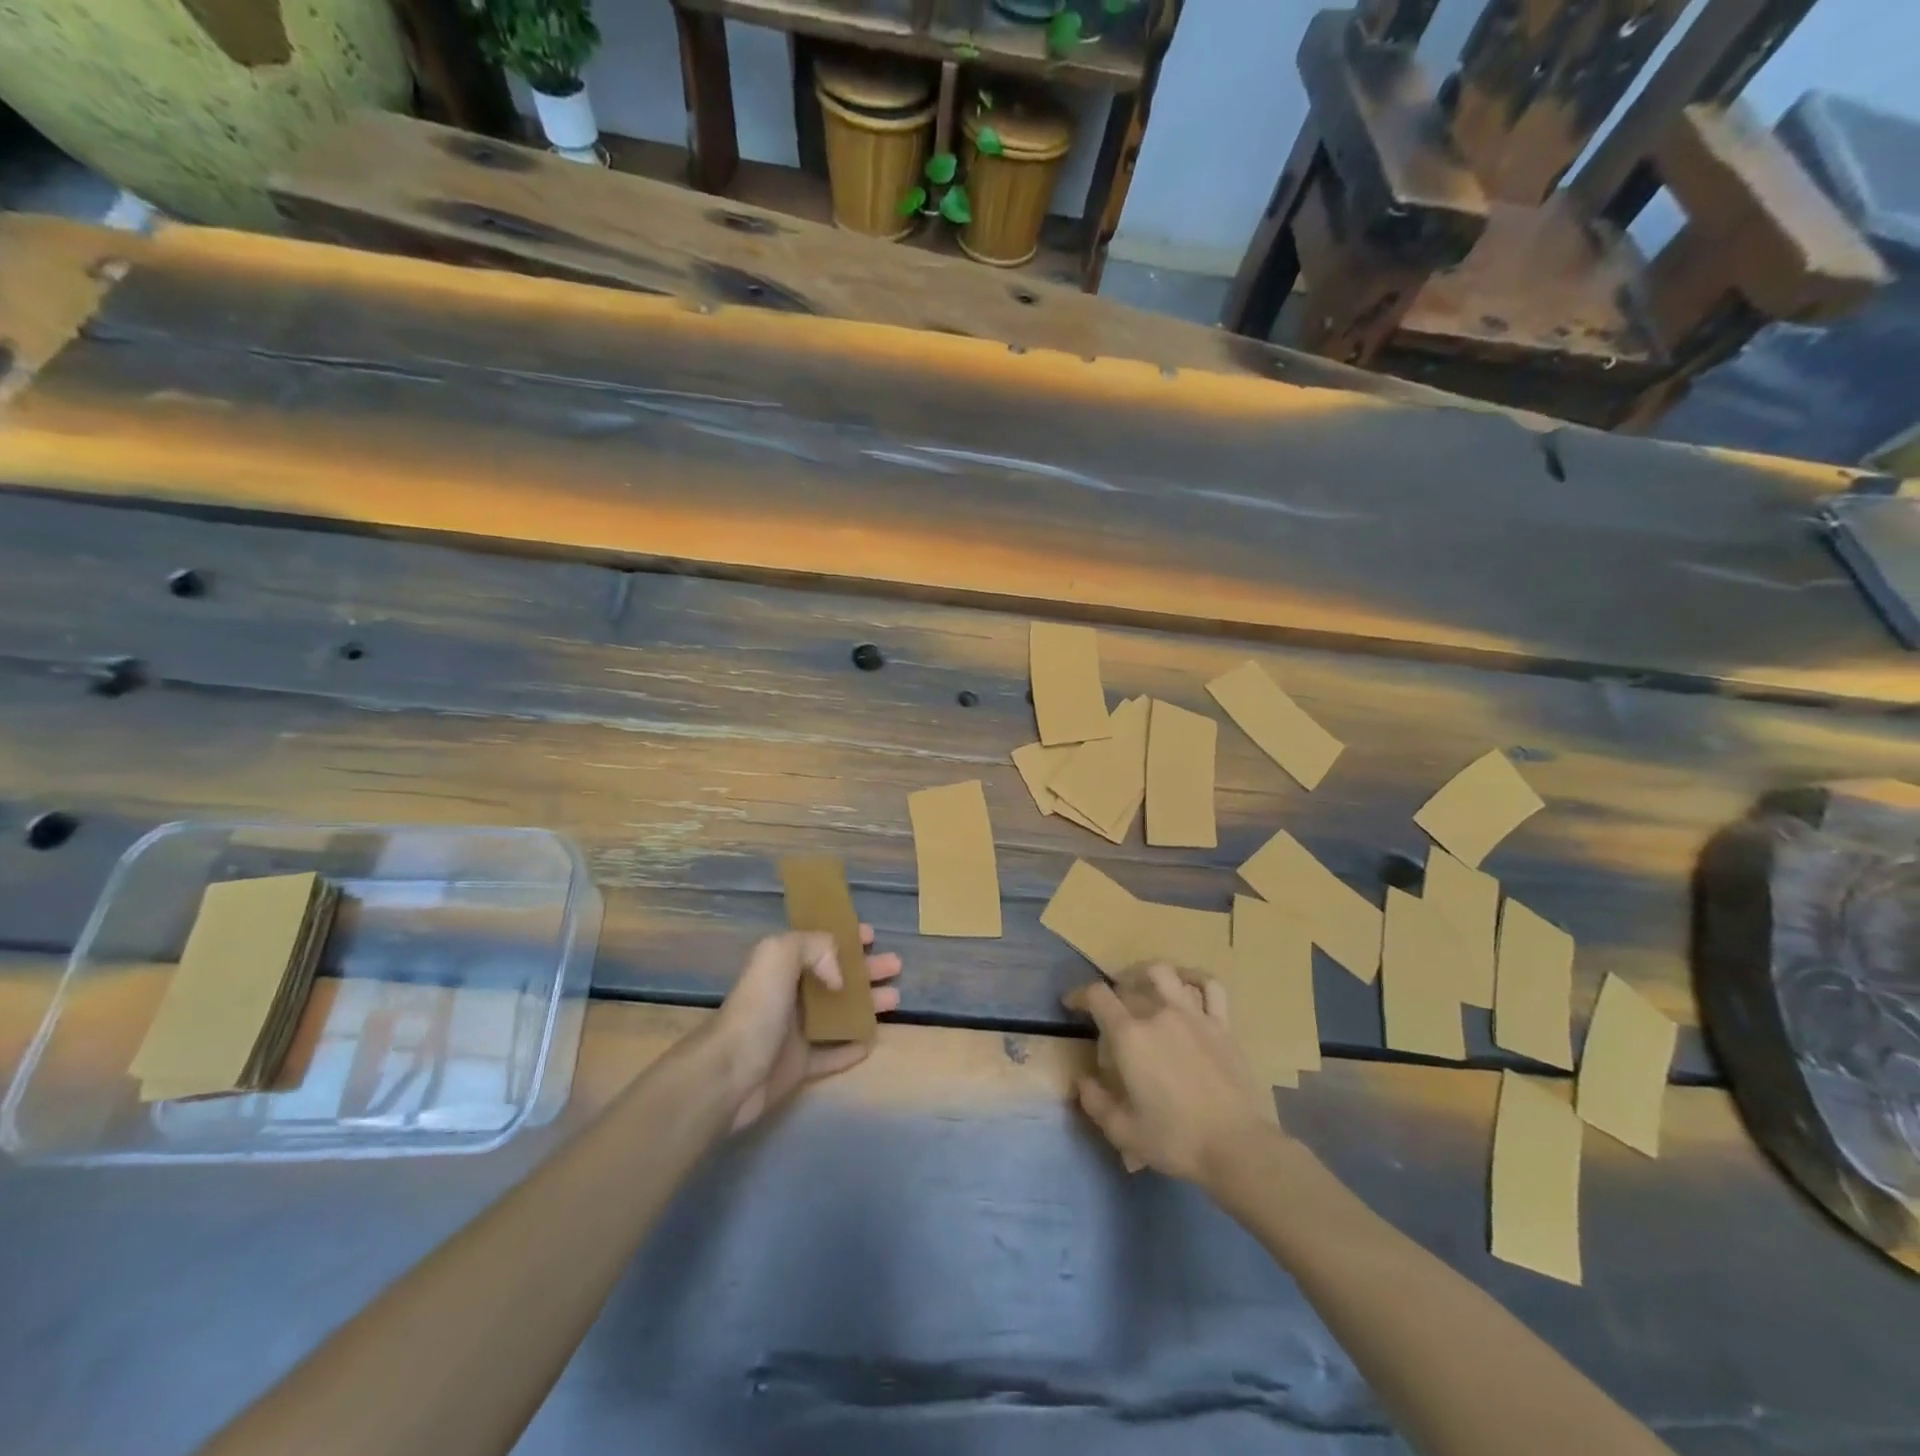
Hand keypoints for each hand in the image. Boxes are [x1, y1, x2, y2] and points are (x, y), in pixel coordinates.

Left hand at [711, 926, 902, 1130]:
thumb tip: (839, 977)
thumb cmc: (756, 1009)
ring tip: (896, 1000)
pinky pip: (832, 1054)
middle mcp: (789, 994)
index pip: (819, 944)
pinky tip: (874, 1042)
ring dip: (867, 1004)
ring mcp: (794, 1032)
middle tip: (896, 965)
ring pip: (839, 1013)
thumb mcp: (779, 955)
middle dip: (867, 969)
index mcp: (782, 966)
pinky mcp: (799, 1066)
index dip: (845, 937)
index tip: (873, 936)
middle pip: (836, 977)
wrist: (729, 1073)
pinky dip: (852, 1048)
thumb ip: (814, 947)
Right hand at [1065, 962, 1275, 1183]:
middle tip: (1107, 1011)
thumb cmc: (1175, 1139)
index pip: (1097, 995)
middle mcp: (1158, 1013)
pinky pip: (1209, 987)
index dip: (1079, 995)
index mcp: (1130, 1035)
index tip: (1071, 1004)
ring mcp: (1193, 1014)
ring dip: (1145, 974)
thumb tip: (1083, 1081)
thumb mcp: (1123, 1131)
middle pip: (1127, 986)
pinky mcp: (1221, 1024)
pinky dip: (1194, 978)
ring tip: (1140, 985)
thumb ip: (1095, 1102)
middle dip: (1111, 993)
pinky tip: (1186, 984)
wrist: (1237, 1146)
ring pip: (1164, 973)